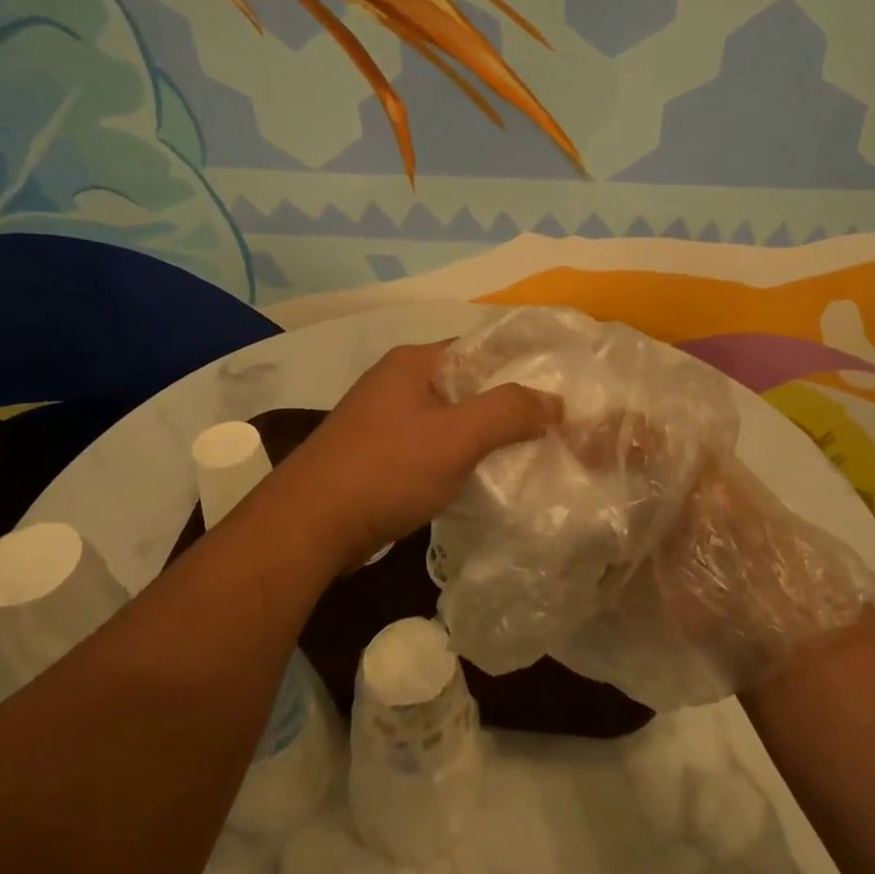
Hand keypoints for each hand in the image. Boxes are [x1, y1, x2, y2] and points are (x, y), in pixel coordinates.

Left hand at [274, 341, 561, 567]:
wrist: (310, 525)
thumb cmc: (386, 470)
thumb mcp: (456, 437)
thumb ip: (509, 412)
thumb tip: (554, 401)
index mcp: (416, 362)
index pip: (484, 347)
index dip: (525, 363)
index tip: (564, 388)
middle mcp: (400, 381)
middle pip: (470, 382)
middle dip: (510, 402)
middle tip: (556, 425)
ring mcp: (386, 417)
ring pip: (453, 415)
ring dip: (487, 432)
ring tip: (530, 451)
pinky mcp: (381, 451)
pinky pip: (434, 442)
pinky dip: (461, 453)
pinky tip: (485, 475)